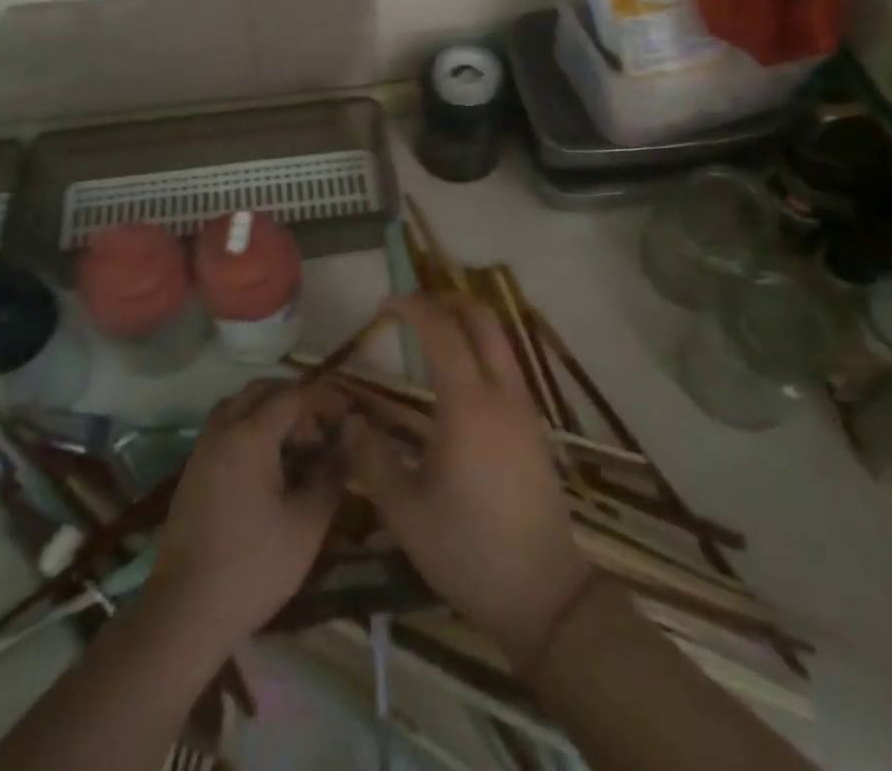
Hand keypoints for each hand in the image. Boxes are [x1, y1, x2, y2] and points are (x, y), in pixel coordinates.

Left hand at [145, 381, 344, 653]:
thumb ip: (330, 475)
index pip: (293, 395)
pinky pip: (225, 426)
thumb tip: (346, 441)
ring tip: (295, 442)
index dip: (323, 397)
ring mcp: (202, 448)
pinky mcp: (193, 470)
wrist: (184, 614)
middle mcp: (223, 430)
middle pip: (262, 390)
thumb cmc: (252, 568)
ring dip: (269, 410)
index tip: (347, 410)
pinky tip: (267, 463)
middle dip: (295, 399)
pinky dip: (249, 426)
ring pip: (239, 405)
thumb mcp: (306, 526)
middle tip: (320, 427)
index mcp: (250, 435)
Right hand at [343, 296, 593, 667]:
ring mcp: (524, 406)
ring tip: (429, 334)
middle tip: (411, 307)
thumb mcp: (405, 512)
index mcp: (468, 405)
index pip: (441, 330)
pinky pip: (506, 363)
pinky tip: (455, 376)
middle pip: (481, 318)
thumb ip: (372, 458)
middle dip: (445, 300)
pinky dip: (479, 348)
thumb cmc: (468, 550)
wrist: (543, 593)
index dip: (412, 307)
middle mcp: (502, 392)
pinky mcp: (533, 424)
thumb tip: (348, 421)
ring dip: (465, 321)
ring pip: (498, 338)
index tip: (384, 304)